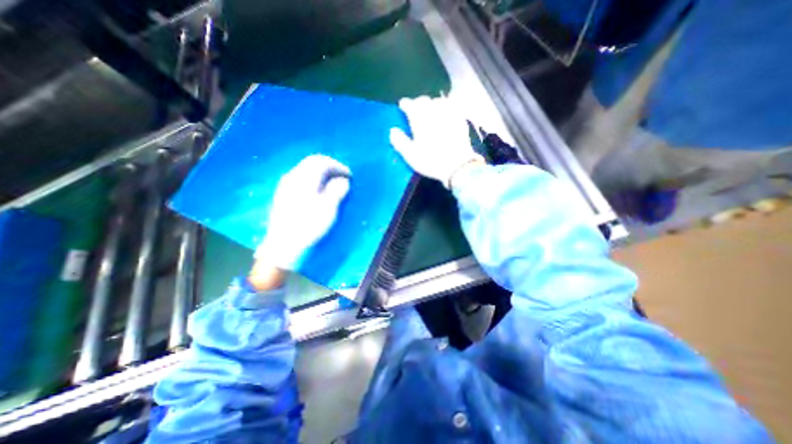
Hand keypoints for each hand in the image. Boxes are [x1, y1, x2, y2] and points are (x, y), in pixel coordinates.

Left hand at [255, 154, 351, 272]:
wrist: (283, 244)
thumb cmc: (309, 225)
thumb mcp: (328, 208)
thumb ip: (337, 190)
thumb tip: (343, 180)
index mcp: (305, 178)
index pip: (322, 162)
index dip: (338, 166)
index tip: (349, 175)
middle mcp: (293, 176)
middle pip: (312, 162)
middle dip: (330, 166)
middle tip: (342, 176)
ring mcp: (285, 184)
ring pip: (305, 169)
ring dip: (321, 172)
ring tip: (332, 182)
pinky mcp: (283, 193)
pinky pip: (300, 177)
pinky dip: (313, 178)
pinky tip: (318, 190)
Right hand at [389, 95, 481, 186]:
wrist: (457, 165)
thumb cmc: (431, 161)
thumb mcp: (411, 155)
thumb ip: (400, 141)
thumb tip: (393, 130)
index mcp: (419, 119)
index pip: (410, 104)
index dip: (405, 104)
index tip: (402, 107)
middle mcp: (434, 112)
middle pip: (424, 100)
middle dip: (418, 103)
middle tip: (415, 110)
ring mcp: (449, 114)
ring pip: (438, 101)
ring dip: (432, 104)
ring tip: (430, 111)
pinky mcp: (460, 119)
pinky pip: (451, 107)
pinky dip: (445, 108)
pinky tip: (444, 114)